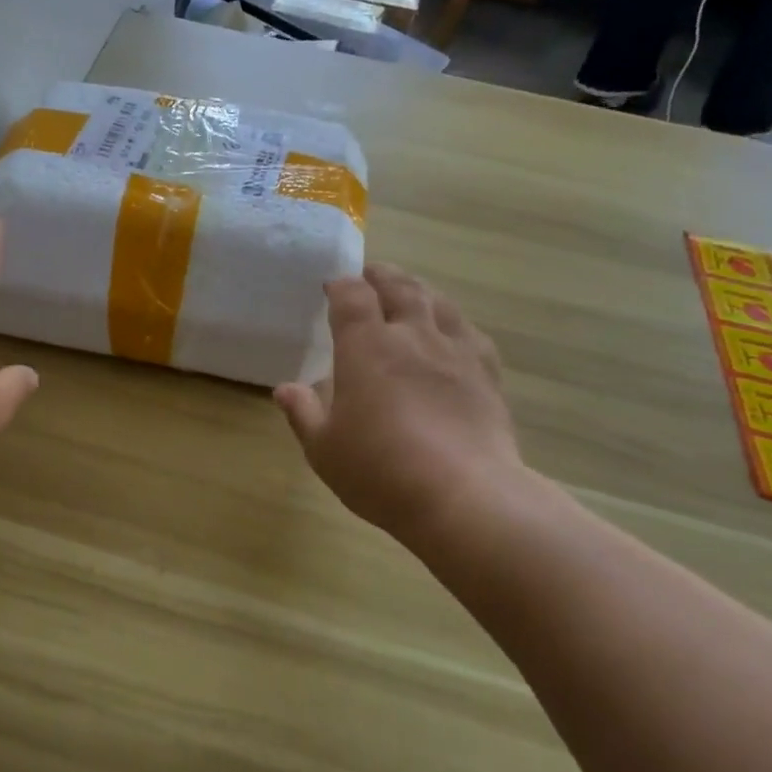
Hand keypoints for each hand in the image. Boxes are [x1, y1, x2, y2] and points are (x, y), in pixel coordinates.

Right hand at [275, 264, 530, 542]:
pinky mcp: (487, 374)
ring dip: (419, 290)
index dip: (341, 285)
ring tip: (410, 293)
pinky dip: (453, 322)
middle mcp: (412, 336)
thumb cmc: (380, 470)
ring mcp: (454, 352)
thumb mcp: (324, 448)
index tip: (332, 287)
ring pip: (438, 302)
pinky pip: (470, 333)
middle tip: (370, 276)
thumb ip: (303, 413)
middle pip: (400, 287)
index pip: (353, 295)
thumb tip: (284, 389)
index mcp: (367, 346)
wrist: (464, 496)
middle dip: (381, 276)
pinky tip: (452, 331)